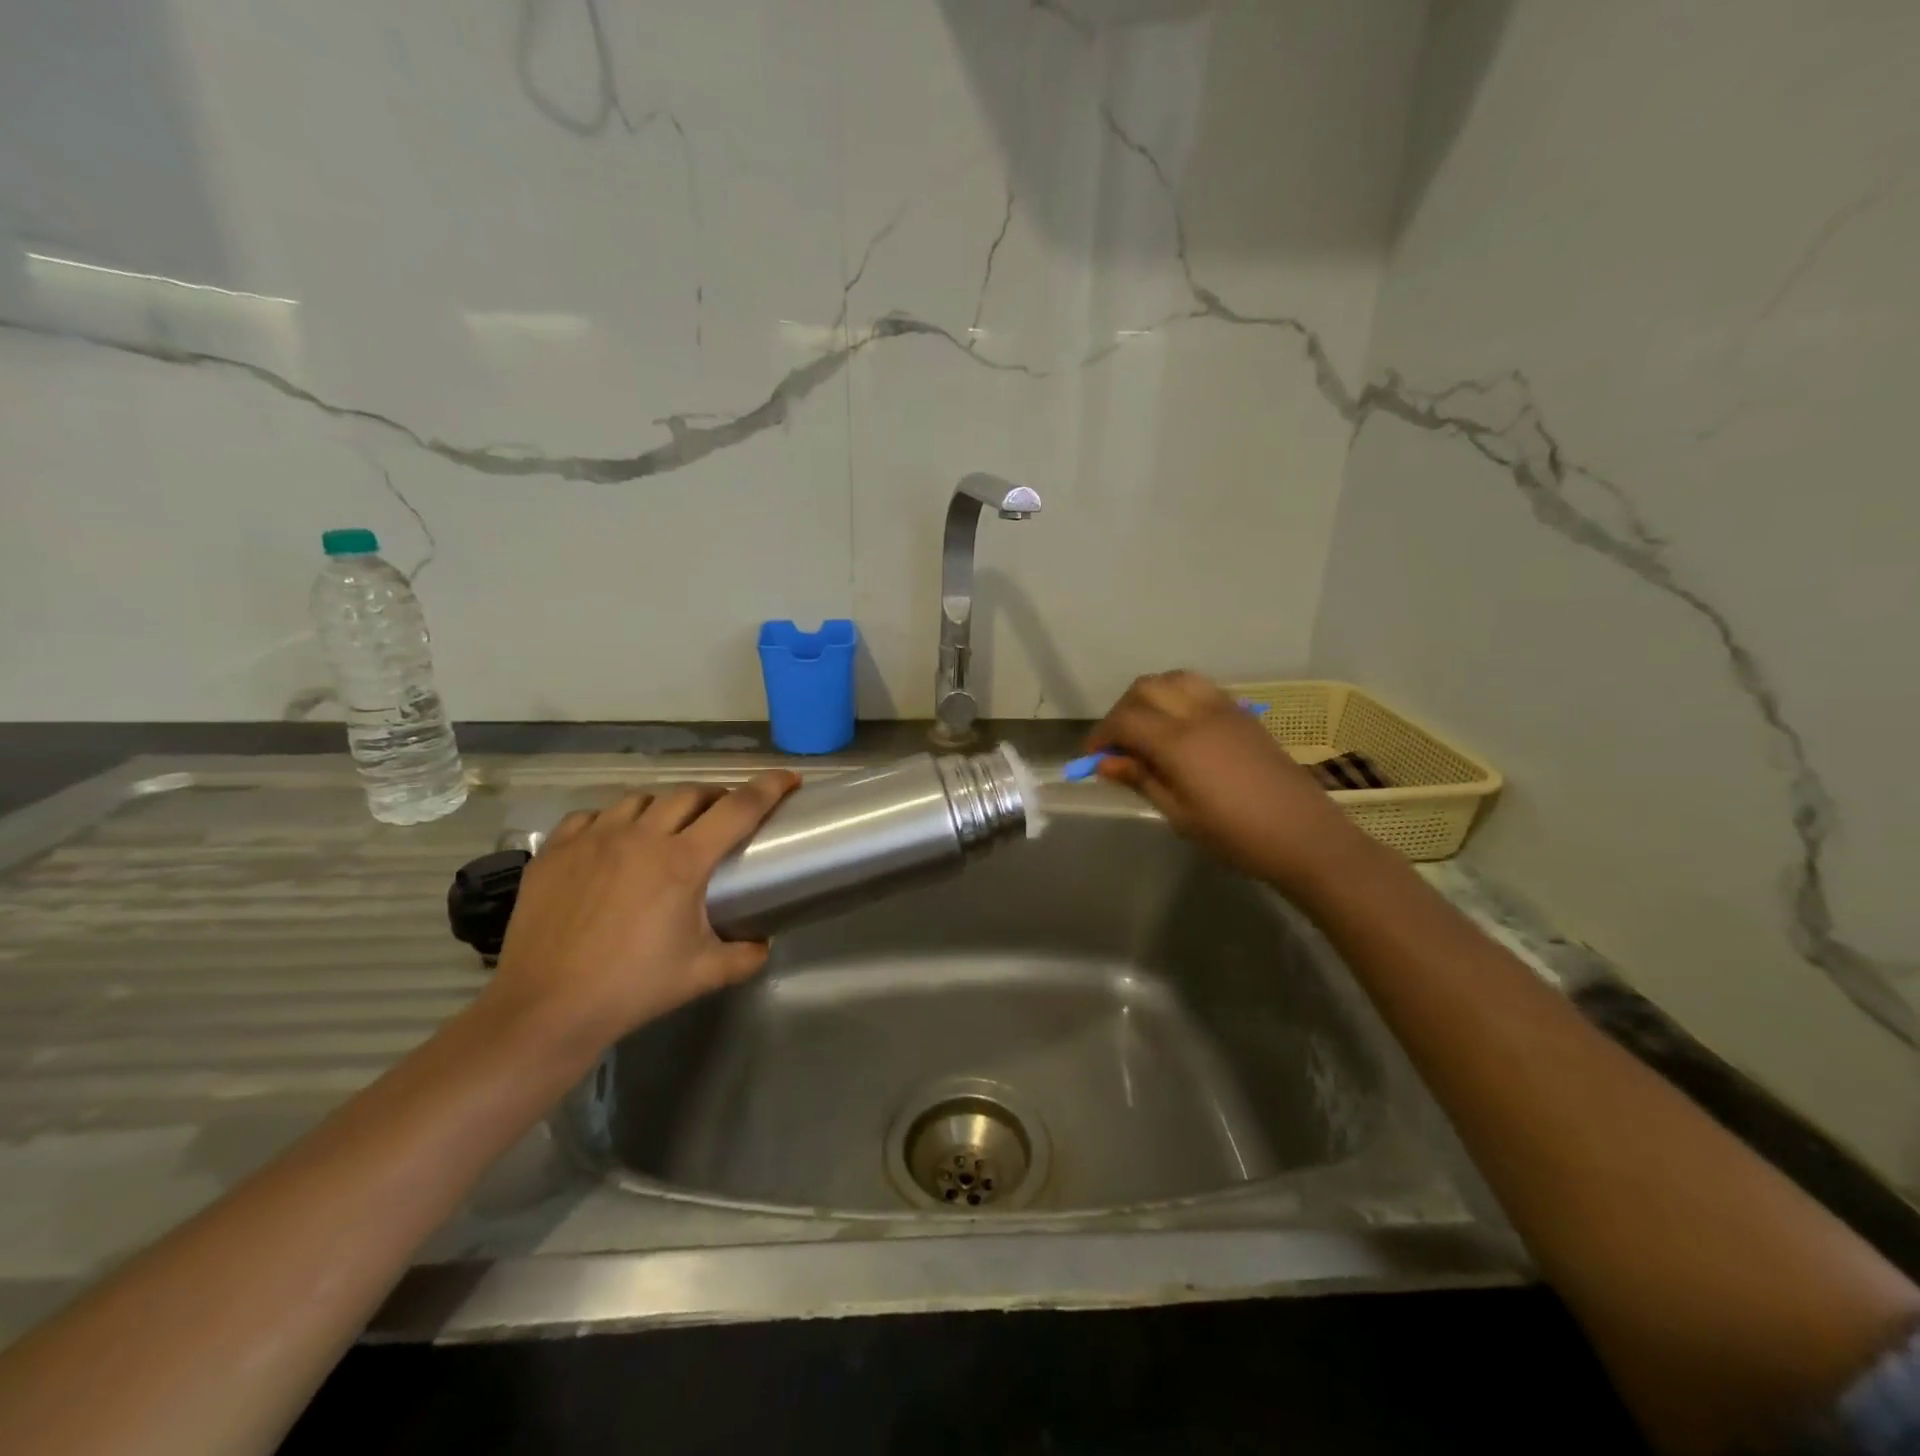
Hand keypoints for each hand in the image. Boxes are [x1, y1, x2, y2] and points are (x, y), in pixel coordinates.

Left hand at [482, 772, 799, 1055]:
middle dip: (716, 798)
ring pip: (640, 800)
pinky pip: (591, 817)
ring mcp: (592, 838)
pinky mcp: (555, 850)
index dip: (769, 787)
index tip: (788, 778)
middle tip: (724, 816)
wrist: (546, 1009)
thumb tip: (764, 943)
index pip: (738, 809)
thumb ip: (745, 956)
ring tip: (667, 830)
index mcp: (682, 861)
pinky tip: (612, 844)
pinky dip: (612, 822)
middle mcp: (640, 837)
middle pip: (690, 794)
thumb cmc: (632, 988)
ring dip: (664, 808)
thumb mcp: (702, 974)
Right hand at [1088, 671, 1360, 889]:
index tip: (1092, 758)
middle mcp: (1199, 713)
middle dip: (1121, 710)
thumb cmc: (1236, 836)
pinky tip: (1178, 727)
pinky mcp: (1243, 713)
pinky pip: (1200, 687)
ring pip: (1174, 679)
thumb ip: (1141, 779)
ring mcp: (1225, 708)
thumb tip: (1106, 761)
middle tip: (1117, 743)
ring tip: (1145, 729)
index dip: (1101, 735)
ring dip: (1150, 696)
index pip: (1124, 720)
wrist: (1305, 836)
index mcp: (1179, 742)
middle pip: (1145, 688)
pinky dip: (1177, 695)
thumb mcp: (1180, 814)